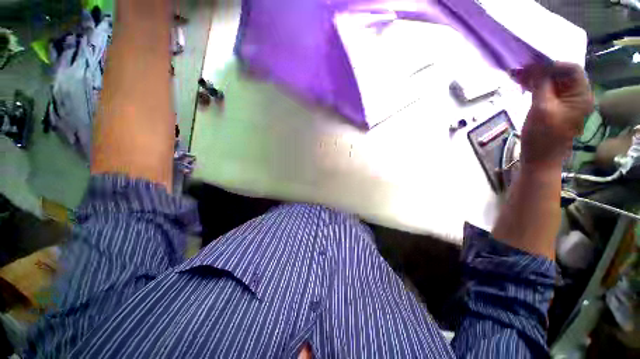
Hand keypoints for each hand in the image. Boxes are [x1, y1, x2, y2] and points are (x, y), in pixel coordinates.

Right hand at [512, 62, 593, 171]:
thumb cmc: (543, 137)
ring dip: (535, 77)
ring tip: (517, 74)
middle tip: (520, 68)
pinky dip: (534, 85)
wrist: (539, 159)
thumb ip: (541, 85)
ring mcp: (565, 101)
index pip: (571, 69)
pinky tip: (521, 83)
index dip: (552, 63)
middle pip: (561, 74)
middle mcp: (576, 95)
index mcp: (581, 95)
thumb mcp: (542, 108)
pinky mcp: (554, 107)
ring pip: (551, 81)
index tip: (531, 63)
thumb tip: (536, 65)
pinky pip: (546, 90)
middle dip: (541, 69)